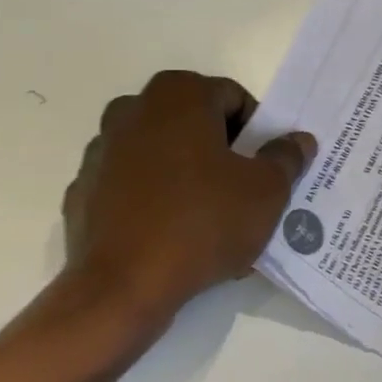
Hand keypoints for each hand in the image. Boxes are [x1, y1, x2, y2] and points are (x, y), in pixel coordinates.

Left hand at [62, 70, 315, 323]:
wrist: (123, 286)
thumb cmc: (203, 223)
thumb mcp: (266, 192)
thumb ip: (286, 157)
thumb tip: (298, 140)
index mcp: (178, 95)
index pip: (233, 98)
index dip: (257, 133)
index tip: (265, 169)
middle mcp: (132, 109)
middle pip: (194, 123)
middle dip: (221, 152)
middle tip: (243, 193)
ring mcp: (101, 149)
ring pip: (161, 154)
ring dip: (186, 175)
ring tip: (209, 220)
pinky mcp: (84, 189)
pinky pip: (131, 186)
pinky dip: (152, 200)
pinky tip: (170, 236)